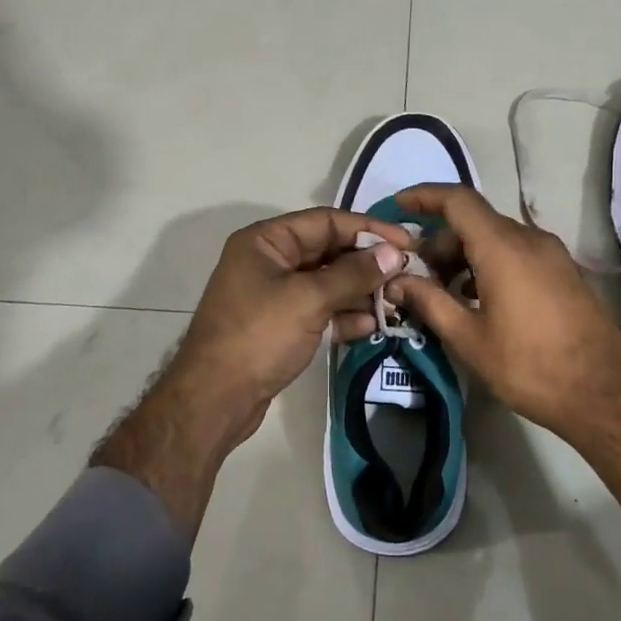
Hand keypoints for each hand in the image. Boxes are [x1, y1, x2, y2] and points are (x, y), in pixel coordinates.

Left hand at [96, 208, 412, 534]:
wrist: (214, 399)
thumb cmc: (258, 337)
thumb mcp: (308, 299)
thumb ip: (353, 274)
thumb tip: (393, 254)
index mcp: (266, 241)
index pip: (326, 221)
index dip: (368, 229)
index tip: (406, 242)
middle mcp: (269, 261)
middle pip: (328, 251)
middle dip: (367, 263)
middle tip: (406, 273)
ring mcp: (274, 295)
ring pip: (327, 283)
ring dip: (360, 291)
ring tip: (396, 300)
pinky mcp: (280, 326)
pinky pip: (319, 310)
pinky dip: (344, 315)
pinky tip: (372, 324)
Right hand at [388, 185, 620, 506]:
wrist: (603, 394)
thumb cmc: (529, 366)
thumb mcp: (469, 338)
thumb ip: (429, 302)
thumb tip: (396, 281)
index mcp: (503, 247)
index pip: (457, 200)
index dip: (424, 197)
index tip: (398, 206)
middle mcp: (530, 239)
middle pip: (475, 220)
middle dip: (441, 241)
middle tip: (418, 276)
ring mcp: (553, 254)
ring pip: (497, 237)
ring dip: (466, 254)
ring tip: (445, 292)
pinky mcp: (565, 272)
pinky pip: (519, 252)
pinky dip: (491, 263)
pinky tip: (479, 299)